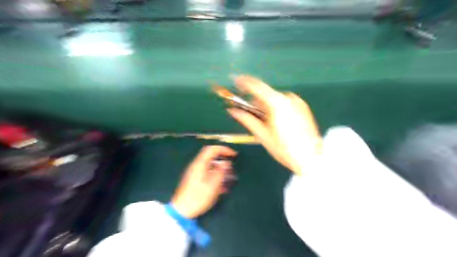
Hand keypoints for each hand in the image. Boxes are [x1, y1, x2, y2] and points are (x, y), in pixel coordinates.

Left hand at [169, 145, 237, 217]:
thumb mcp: (213, 185)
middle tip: (232, 165)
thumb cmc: (198, 197)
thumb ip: (220, 172)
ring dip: (221, 169)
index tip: (233, 155)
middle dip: (223, 159)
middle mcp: (197, 166)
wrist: (182, 211)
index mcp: (200, 164)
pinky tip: (222, 186)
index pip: (212, 149)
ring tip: (229, 177)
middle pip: (211, 156)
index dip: (224, 149)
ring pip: (210, 165)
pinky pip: (208, 173)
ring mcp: (195, 173)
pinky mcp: (195, 180)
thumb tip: (226, 162)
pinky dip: (216, 176)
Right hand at [228, 74, 319, 174]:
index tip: (235, 81)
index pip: (257, 86)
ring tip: (266, 124)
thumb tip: (233, 111)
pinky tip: (277, 123)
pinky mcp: (303, 107)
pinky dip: (276, 109)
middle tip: (250, 115)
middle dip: (255, 102)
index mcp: (277, 103)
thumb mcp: (263, 135)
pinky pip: (284, 103)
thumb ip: (247, 120)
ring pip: (275, 99)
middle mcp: (288, 98)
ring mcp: (297, 102)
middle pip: (266, 95)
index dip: (244, 83)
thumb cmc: (284, 149)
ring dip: (266, 107)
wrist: (311, 158)